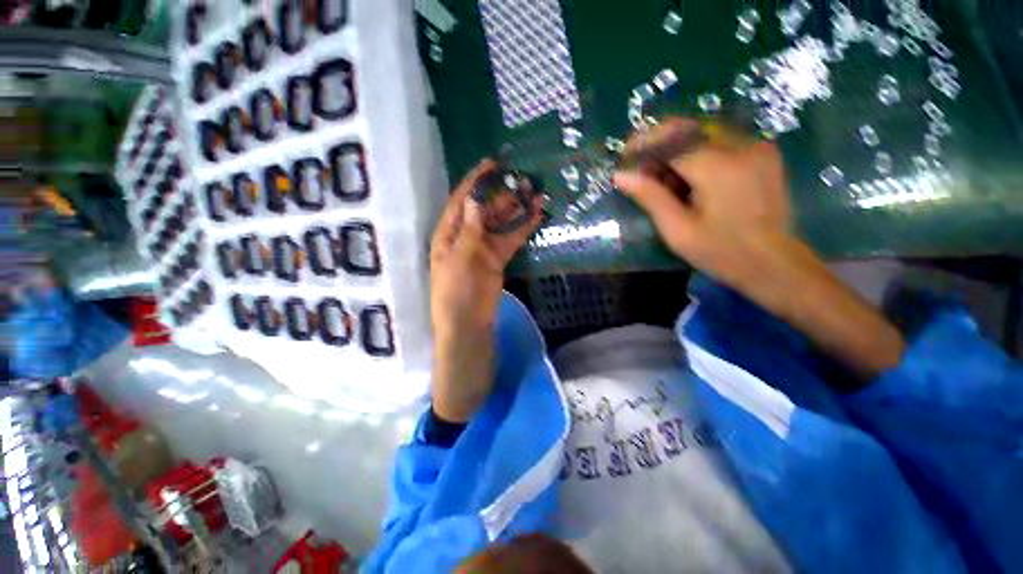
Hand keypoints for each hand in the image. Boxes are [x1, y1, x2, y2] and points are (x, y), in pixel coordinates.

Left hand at [429, 159, 543, 420]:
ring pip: (500, 223)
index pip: (462, 201)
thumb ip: (471, 233)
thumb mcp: (460, 262)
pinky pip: (510, 240)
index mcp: (447, 235)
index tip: (493, 163)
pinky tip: (537, 215)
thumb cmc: (457, 297)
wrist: (469, 329)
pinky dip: (522, 228)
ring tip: (536, 193)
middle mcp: (464, 238)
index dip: (476, 181)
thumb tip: (477, 203)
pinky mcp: (497, 261)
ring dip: (516, 209)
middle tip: (524, 179)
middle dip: (502, 194)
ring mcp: (483, 249)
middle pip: (484, 210)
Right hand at [615, 117, 904, 379]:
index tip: (622, 158)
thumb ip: (650, 197)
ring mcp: (756, 152)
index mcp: (718, 166)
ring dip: (675, 155)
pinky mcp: (761, 160)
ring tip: (657, 183)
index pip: (672, 134)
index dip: (643, 142)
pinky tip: (683, 185)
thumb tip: (620, 176)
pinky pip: (718, 149)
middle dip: (657, 148)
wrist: (782, 272)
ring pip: (703, 137)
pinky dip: (693, 161)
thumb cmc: (726, 258)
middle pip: (687, 130)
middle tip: (636, 175)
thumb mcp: (678, 231)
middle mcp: (741, 148)